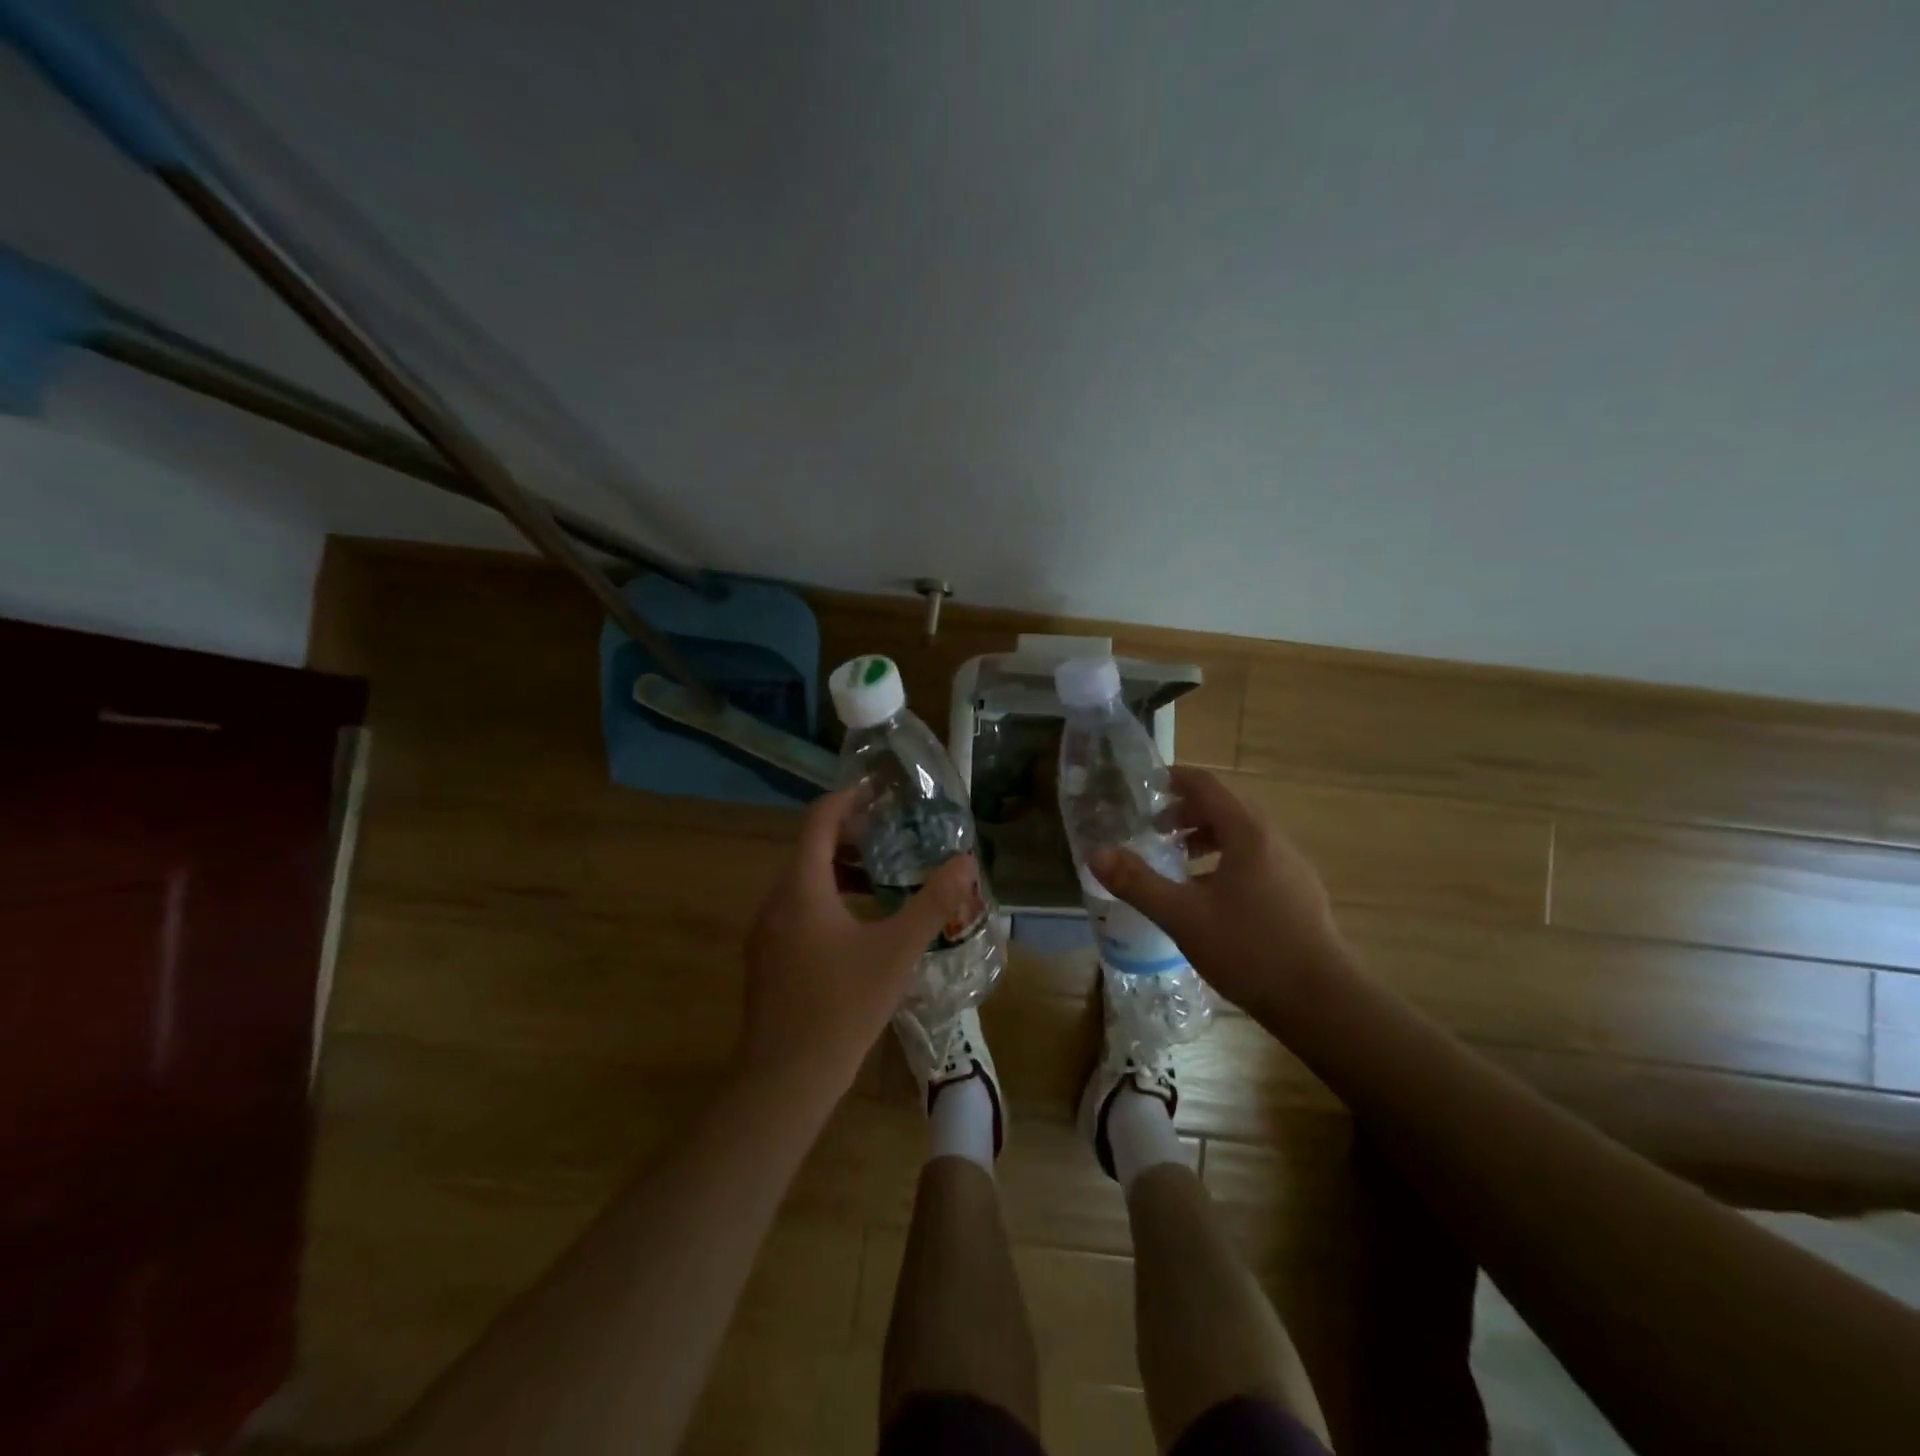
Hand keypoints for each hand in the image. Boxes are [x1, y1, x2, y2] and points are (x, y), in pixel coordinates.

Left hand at [738, 785, 978, 1107]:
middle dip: (851, 837)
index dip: (847, 799)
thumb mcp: (897, 951)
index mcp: (802, 888)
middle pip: (810, 850)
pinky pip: (798, 910)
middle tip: (893, 835)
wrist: (785, 1079)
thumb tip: (966, 862)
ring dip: (841, 872)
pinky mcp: (767, 958)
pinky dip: (828, 900)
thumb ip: (933, 903)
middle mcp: (776, 902)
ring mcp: (766, 932)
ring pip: (804, 883)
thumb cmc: (842, 1006)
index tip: (878, 791)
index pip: (819, 822)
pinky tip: (861, 926)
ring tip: (883, 878)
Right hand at [1089, 766, 1351, 1023]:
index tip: (1146, 785)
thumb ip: (1137, 883)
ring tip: (1180, 862)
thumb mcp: (1182, 916)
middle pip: (1226, 808)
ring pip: (1243, 836)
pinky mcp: (1300, 893)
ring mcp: (1292, 867)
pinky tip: (1212, 898)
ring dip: (1208, 838)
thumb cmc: (1249, 949)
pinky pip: (1257, 860)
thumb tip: (1096, 854)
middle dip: (1187, 812)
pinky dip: (1227, 860)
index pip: (1207, 786)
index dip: (1175, 779)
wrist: (1322, 1001)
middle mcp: (1274, 840)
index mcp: (1247, 834)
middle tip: (1154, 829)